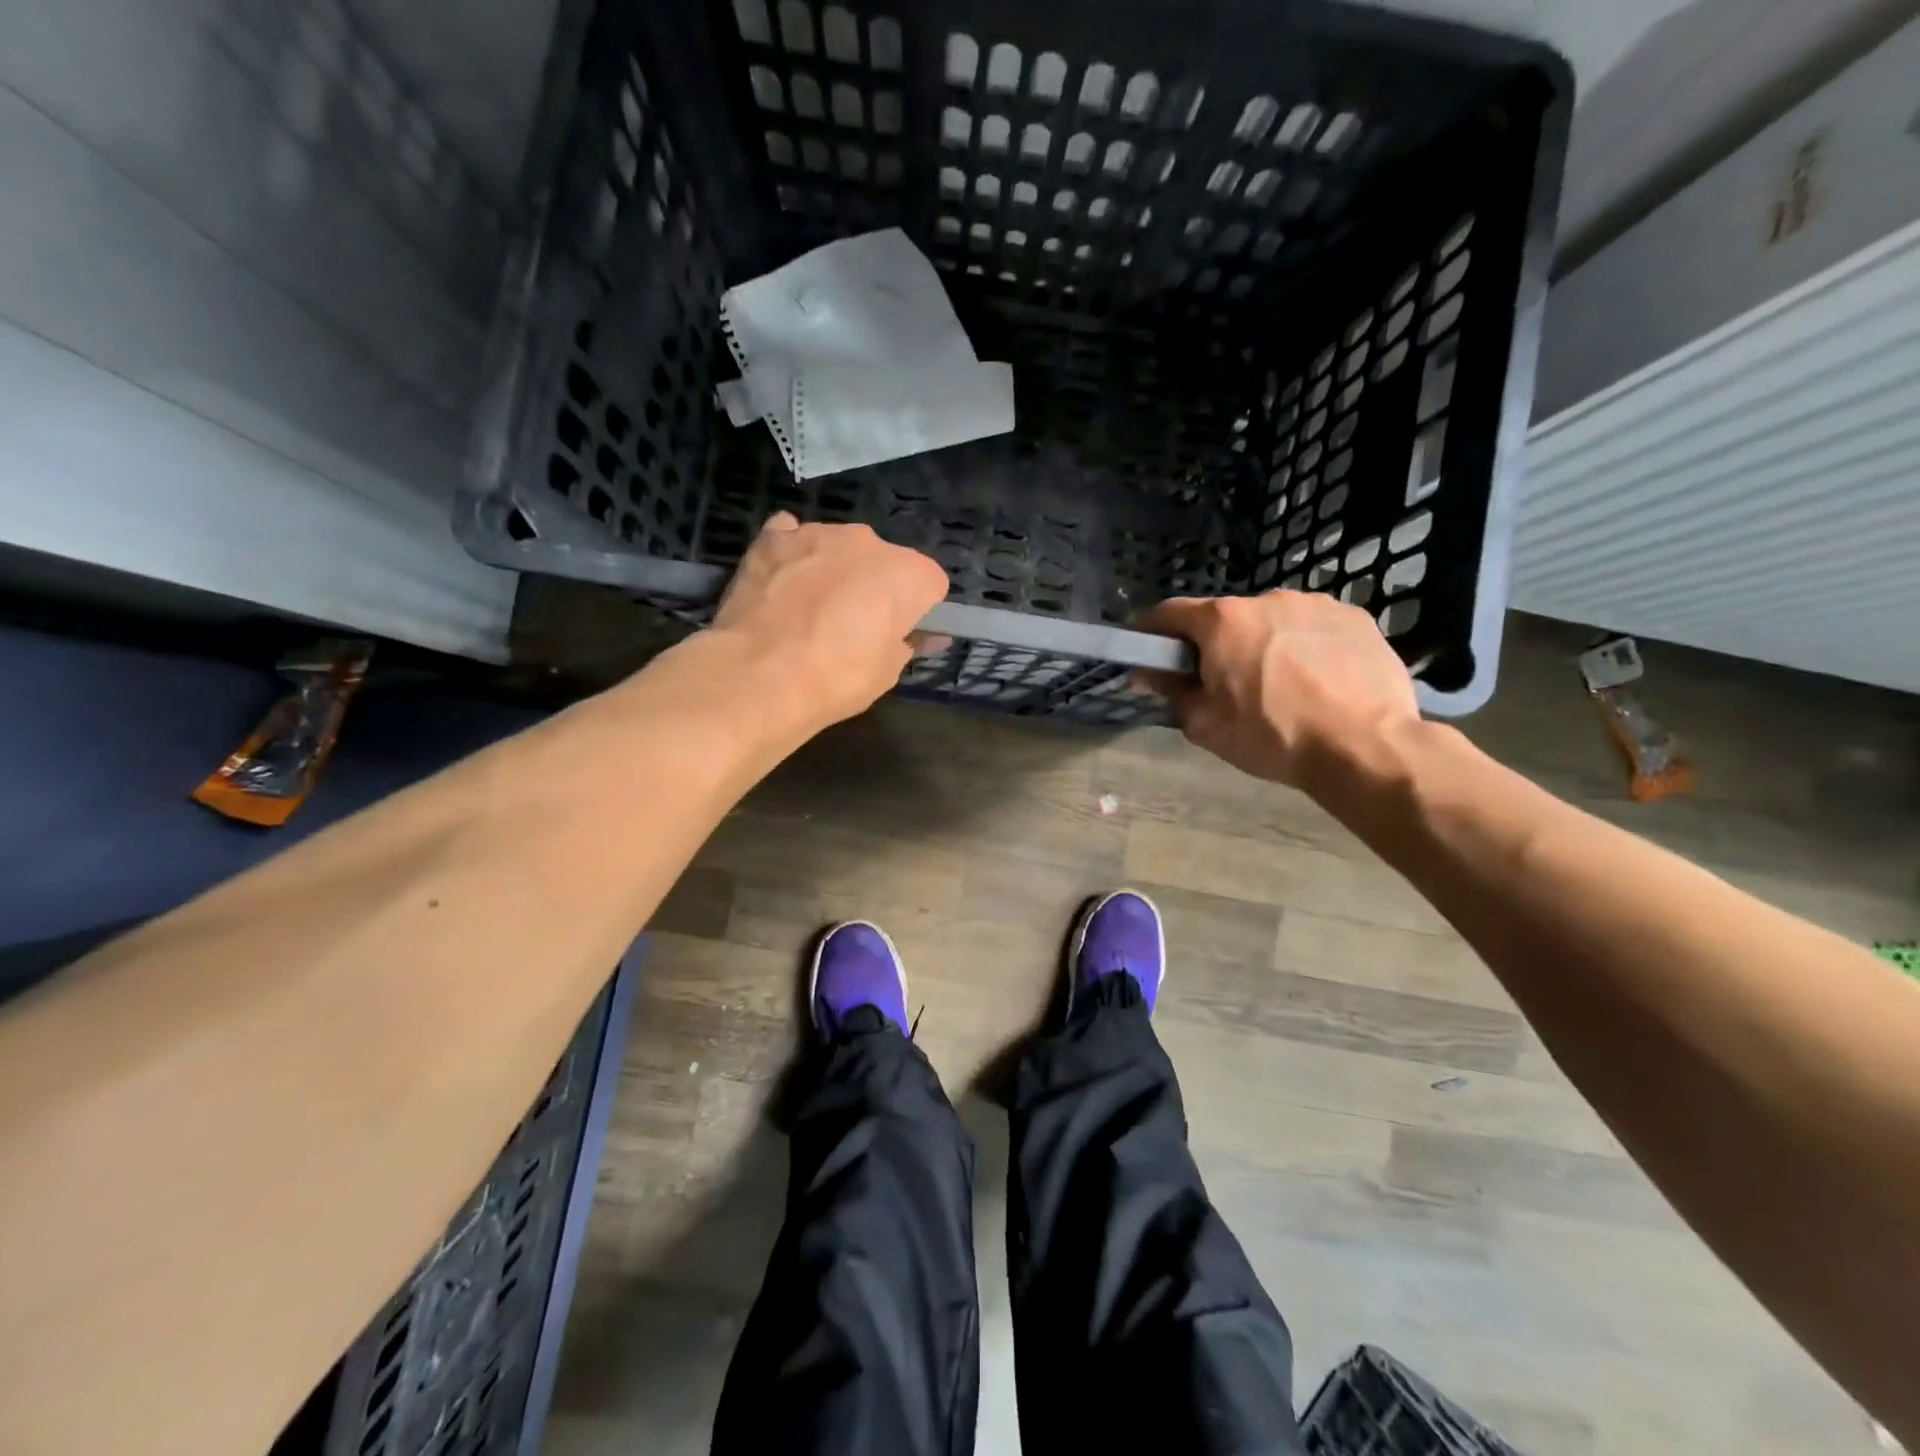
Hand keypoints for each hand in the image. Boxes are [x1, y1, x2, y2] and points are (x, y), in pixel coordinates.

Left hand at [713, 512, 949, 726]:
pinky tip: (781, 582)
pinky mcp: (773, 537)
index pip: (930, 585)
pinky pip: (792, 537)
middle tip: (853, 626)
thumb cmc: (838, 678)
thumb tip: (929, 636)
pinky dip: (793, 555)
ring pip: (839, 548)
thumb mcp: (887, 672)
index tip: (899, 634)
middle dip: (874, 586)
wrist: (759, 674)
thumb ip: (911, 644)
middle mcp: (870, 541)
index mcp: (910, 573)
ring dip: (834, 570)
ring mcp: (819, 533)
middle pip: (884, 561)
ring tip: (809, 611)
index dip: (917, 611)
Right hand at [1134, 591, 1419, 791]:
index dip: (1151, 632)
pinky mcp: (1355, 617)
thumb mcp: (1205, 726)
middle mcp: (1267, 598)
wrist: (1366, 746)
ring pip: (1271, 621)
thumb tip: (1151, 672)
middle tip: (1222, 684)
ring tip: (1279, 685)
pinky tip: (1317, 681)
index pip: (1169, 613)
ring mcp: (1315, 604)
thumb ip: (1172, 692)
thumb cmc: (1273, 736)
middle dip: (1215, 644)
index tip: (1147, 653)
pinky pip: (1312, 628)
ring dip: (1262, 643)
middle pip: (1224, 617)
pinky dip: (1304, 646)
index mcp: (1223, 621)